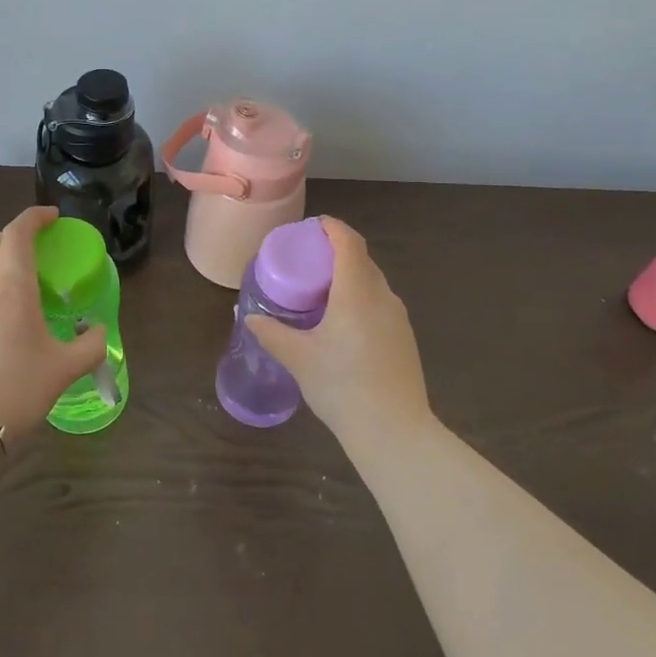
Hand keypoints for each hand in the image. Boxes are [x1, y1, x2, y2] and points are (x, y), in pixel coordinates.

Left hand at [0, 206, 108, 435]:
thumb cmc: (15, 386)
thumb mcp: (64, 369)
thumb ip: (89, 346)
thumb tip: (98, 332)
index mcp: (12, 288)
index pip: (18, 233)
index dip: (34, 217)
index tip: (53, 217)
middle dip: (17, 235)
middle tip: (40, 245)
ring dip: (2, 264)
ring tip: (24, 286)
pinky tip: (2, 320)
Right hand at [246, 217, 432, 452]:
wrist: (394, 430)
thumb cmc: (342, 386)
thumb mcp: (299, 358)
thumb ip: (273, 334)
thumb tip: (250, 318)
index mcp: (356, 292)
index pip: (349, 243)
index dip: (333, 228)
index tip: (315, 226)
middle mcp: (382, 296)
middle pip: (362, 260)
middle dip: (338, 252)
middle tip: (310, 259)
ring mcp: (398, 318)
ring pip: (374, 283)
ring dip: (351, 277)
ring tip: (324, 291)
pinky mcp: (405, 338)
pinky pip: (381, 304)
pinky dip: (362, 298)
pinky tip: (345, 323)